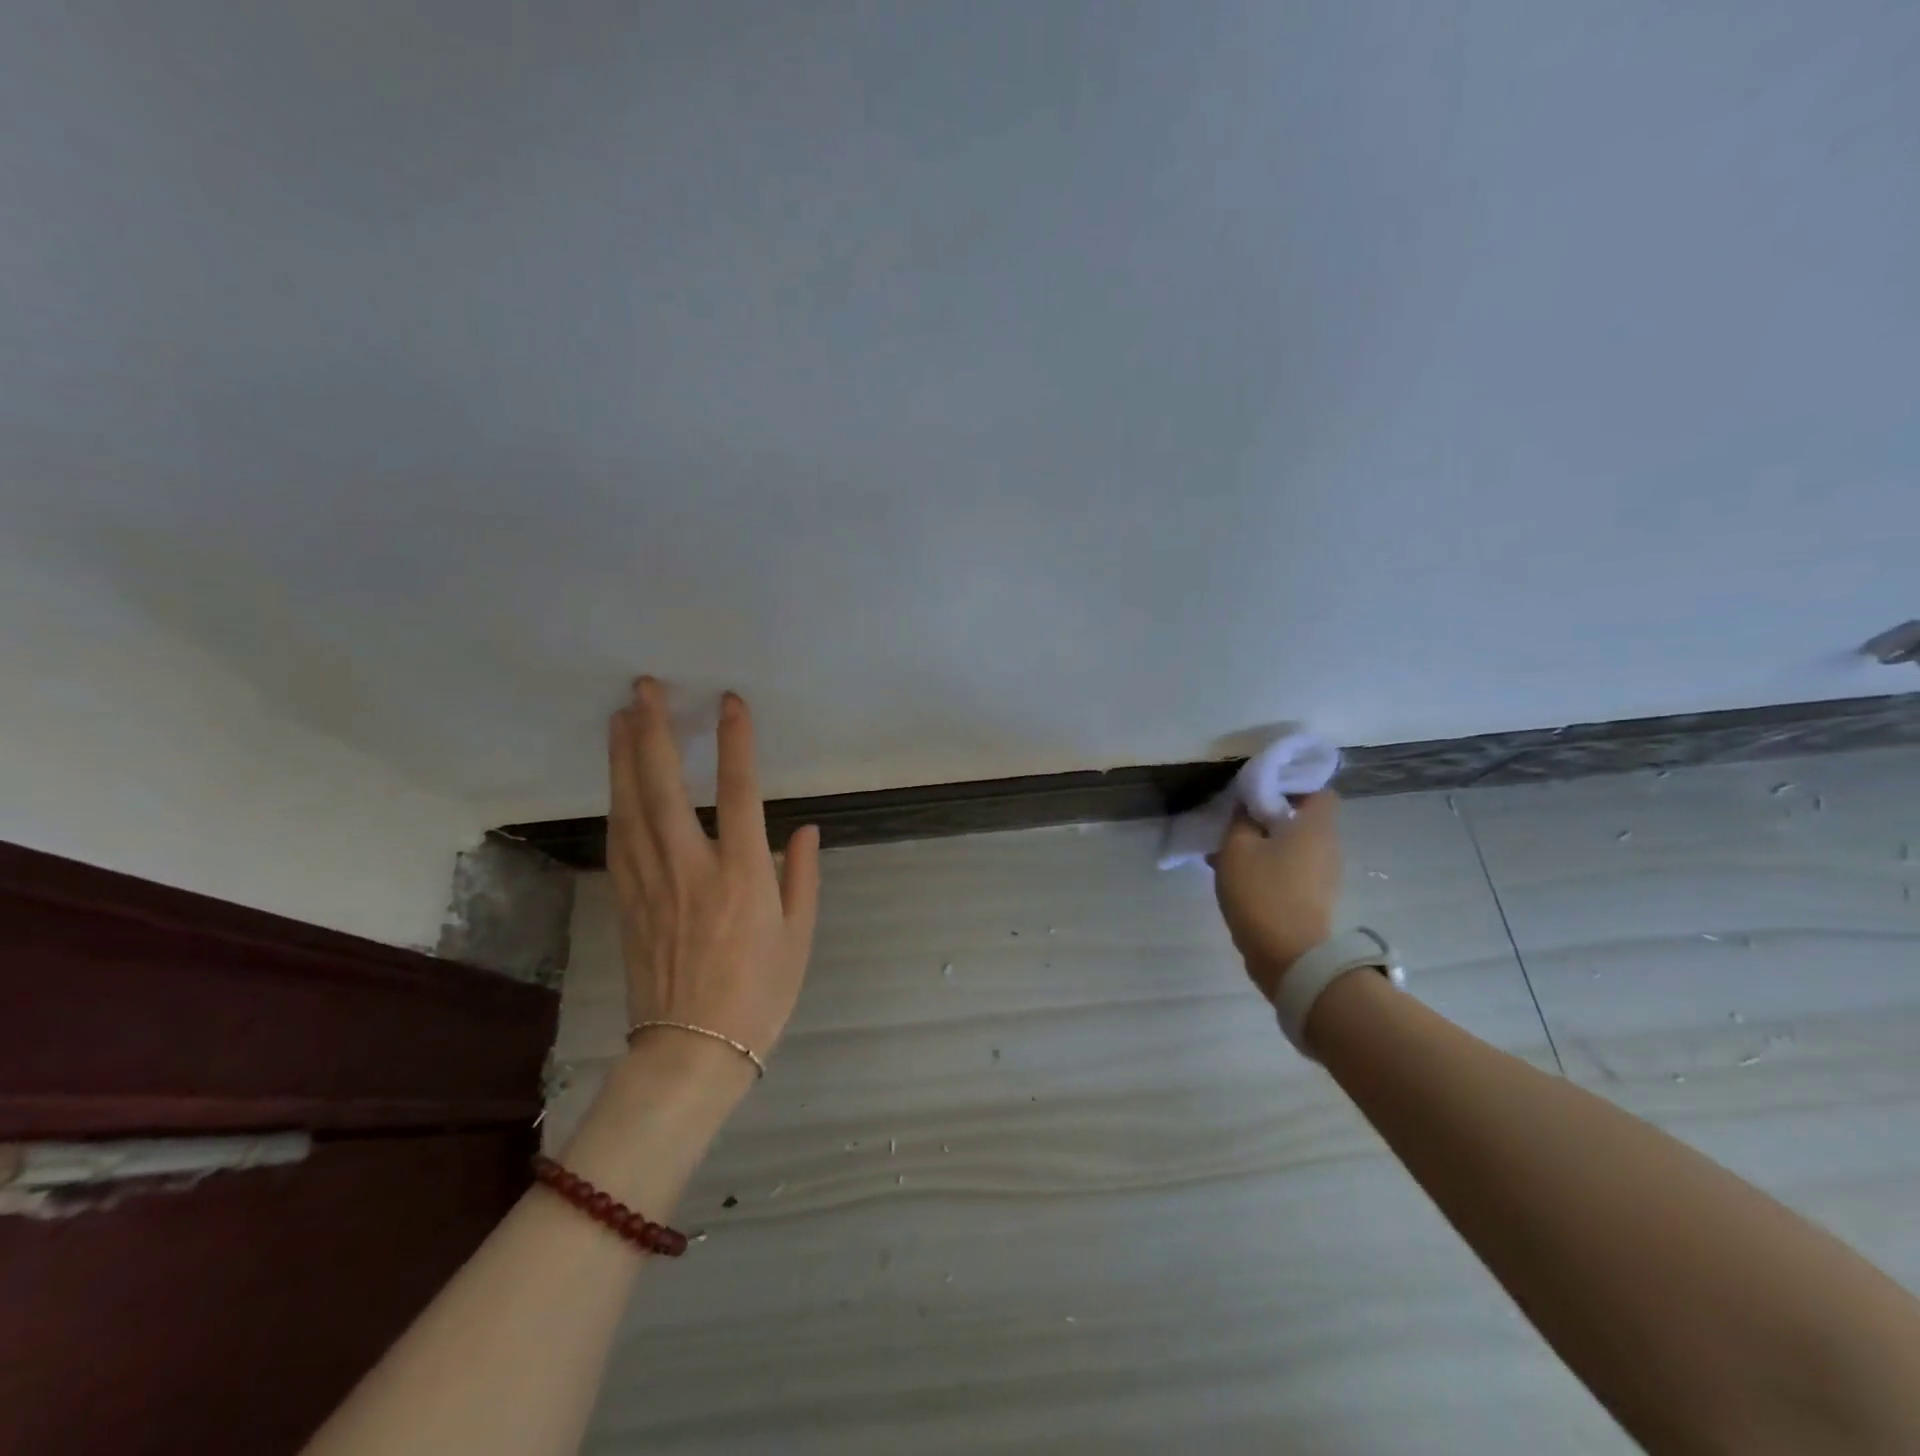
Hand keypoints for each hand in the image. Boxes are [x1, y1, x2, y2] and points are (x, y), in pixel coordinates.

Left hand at [606, 678, 820, 1080]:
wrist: (691, 1051)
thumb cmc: (759, 995)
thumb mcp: (798, 937)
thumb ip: (801, 876)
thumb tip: (802, 828)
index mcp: (742, 875)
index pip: (738, 791)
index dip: (735, 742)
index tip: (728, 701)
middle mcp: (691, 868)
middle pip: (664, 786)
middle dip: (653, 731)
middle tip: (644, 687)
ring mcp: (650, 883)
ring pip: (631, 806)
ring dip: (625, 756)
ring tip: (622, 716)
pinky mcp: (626, 900)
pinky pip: (619, 838)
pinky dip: (616, 800)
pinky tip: (615, 779)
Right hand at [1210, 790, 1342, 1002]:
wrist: (1289, 956)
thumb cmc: (1263, 892)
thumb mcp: (1237, 847)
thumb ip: (1241, 819)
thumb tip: (1248, 806)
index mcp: (1316, 826)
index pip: (1317, 790)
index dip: (1291, 785)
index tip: (1260, 790)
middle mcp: (1328, 846)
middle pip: (1303, 818)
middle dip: (1270, 815)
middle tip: (1238, 818)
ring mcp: (1324, 876)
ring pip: (1293, 845)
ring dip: (1265, 843)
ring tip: (1230, 849)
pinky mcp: (1314, 899)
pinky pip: (1291, 869)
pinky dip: (1268, 866)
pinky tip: (1238, 875)